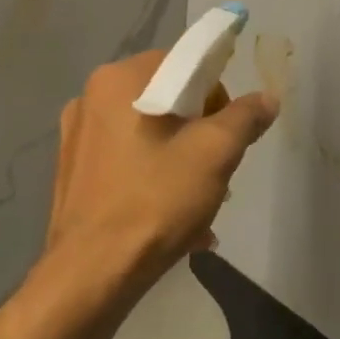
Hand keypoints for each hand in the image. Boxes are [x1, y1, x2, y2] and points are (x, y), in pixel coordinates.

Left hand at [45, 52, 279, 288]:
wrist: (92, 274)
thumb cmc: (155, 201)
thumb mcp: (215, 154)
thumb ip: (244, 117)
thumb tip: (266, 99)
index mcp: (119, 79)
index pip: (183, 64)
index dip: (214, 95)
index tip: (225, 134)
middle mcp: (90, 98)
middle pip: (166, 100)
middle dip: (198, 133)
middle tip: (215, 173)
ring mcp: (77, 137)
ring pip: (147, 135)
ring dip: (180, 161)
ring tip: (197, 205)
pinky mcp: (72, 173)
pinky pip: (126, 163)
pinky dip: (153, 180)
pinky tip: (171, 221)